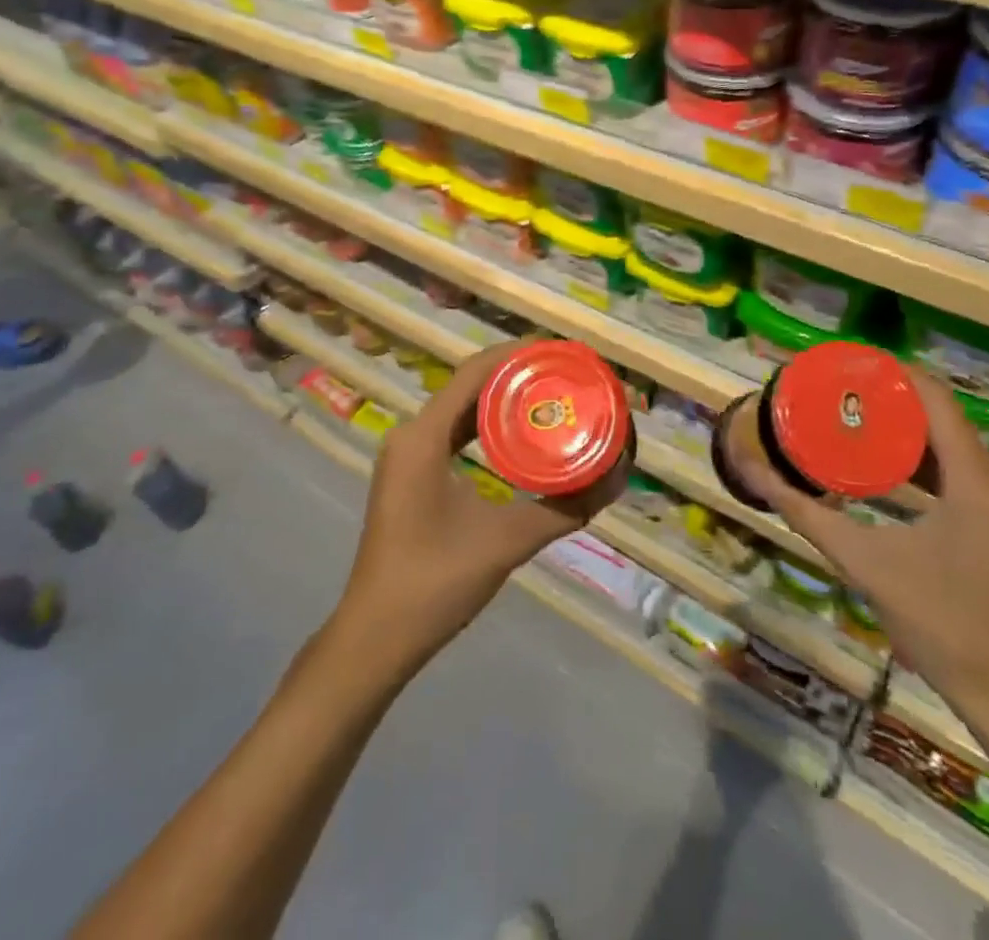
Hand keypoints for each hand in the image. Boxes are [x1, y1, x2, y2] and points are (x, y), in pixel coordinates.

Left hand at [329, 339, 621, 677]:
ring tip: (550, 396)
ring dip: (501, 400)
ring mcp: (407, 455)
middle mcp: (411, 434)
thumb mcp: (505, 541)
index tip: (561, 351)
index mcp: (423, 436)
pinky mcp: (411, 475)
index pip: (474, 372)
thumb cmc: (435, 583)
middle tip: (565, 375)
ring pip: (460, 409)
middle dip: (516, 375)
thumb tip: (613, 482)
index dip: (518, 354)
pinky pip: (452, 434)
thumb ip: (561, 509)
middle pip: (469, 385)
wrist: (376, 637)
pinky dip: (485, 427)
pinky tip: (518, 436)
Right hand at [731, 367, 988, 720]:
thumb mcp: (862, 559)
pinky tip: (879, 468)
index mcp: (975, 476)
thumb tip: (749, 467)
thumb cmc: (940, 621)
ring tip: (845, 420)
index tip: (839, 365)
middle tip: (830, 394)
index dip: (887, 372)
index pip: (932, 395)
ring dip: (900, 430)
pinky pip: (958, 469)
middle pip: (937, 415)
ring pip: (948, 443)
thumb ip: (802, 511)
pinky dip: (918, 460)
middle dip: (884, 400)